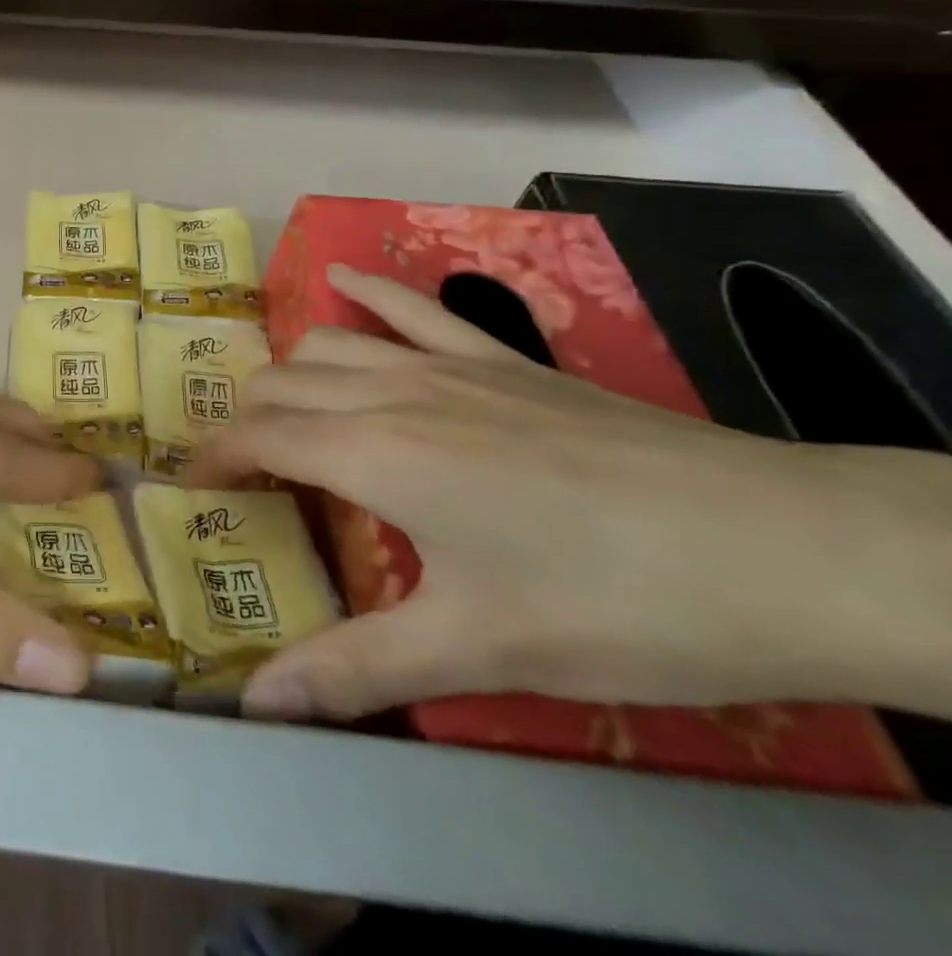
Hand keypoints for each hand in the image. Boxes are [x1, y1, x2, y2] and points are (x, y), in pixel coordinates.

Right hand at [191, 266, 951, 721]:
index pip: (256, 437)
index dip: (214, 460)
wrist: (788, 548)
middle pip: (279, 384)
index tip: (196, 492)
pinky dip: (366, 290)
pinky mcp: (501, 358)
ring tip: (283, 413)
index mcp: (373, 455)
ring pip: (328, 344)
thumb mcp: (479, 651)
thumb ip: (356, 671)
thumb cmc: (619, 605)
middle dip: (243, 422)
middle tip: (246, 476)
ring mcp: (449, 364)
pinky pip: (413, 305)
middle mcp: (392, 393)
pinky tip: (339, 279)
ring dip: (288, 372)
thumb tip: (256, 706)